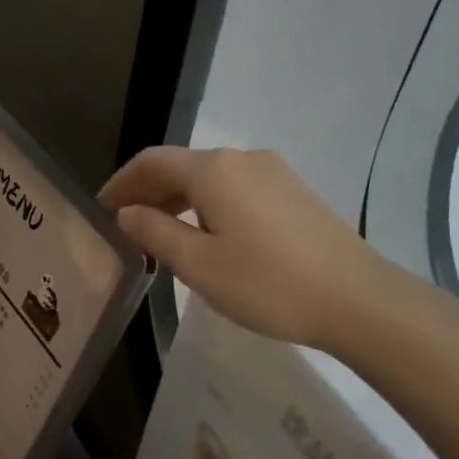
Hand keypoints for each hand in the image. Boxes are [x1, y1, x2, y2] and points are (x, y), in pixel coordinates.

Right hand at [99, 147, 405, 357]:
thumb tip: (127, 213)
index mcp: (213, 170)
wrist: (356, 298)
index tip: (101, 208)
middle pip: (181, 165)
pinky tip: (204, 234)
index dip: (122, 182)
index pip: (152, 162)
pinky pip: (234, 188)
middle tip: (123, 223)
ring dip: (177, 199)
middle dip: (148, 190)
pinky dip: (206, 204)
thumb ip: (155, 233)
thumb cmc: (267, 283)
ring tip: (158, 232)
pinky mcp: (292, 192)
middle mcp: (242, 159)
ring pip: (209, 178)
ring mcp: (273, 173)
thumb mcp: (198, 265)